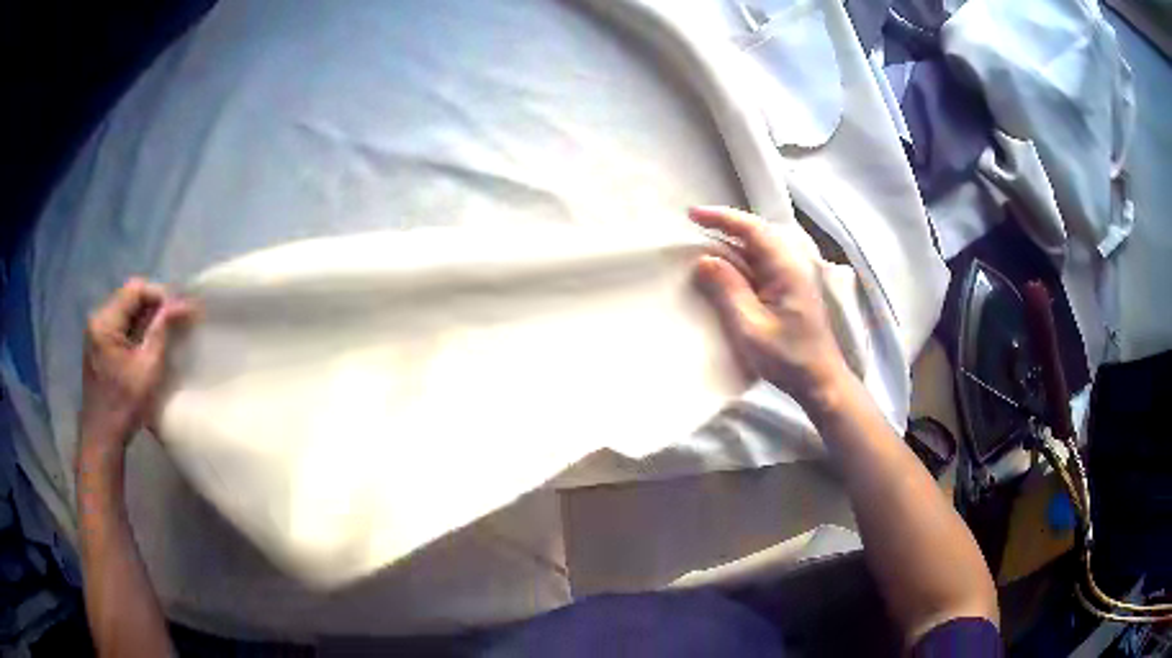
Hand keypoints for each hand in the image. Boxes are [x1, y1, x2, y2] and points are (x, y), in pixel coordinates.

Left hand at [79, 278, 195, 464]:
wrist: (102, 438)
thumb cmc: (124, 406)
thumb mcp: (148, 369)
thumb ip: (161, 331)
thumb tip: (181, 304)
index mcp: (105, 321)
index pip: (136, 289)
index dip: (160, 296)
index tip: (179, 313)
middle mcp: (97, 318)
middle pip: (130, 297)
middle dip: (154, 307)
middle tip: (175, 324)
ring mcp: (95, 331)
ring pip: (126, 311)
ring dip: (145, 319)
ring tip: (163, 335)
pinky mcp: (97, 344)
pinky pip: (120, 324)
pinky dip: (135, 330)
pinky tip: (146, 345)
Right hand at [690, 206, 847, 408]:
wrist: (820, 382)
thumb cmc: (788, 358)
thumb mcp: (751, 326)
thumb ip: (728, 289)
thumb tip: (705, 259)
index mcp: (786, 268)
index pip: (752, 229)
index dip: (721, 218)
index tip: (692, 214)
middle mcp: (793, 265)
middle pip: (757, 234)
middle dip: (726, 227)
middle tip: (695, 226)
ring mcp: (794, 278)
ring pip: (759, 249)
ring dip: (733, 244)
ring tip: (705, 244)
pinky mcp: (791, 291)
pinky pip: (763, 265)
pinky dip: (742, 261)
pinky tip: (728, 269)